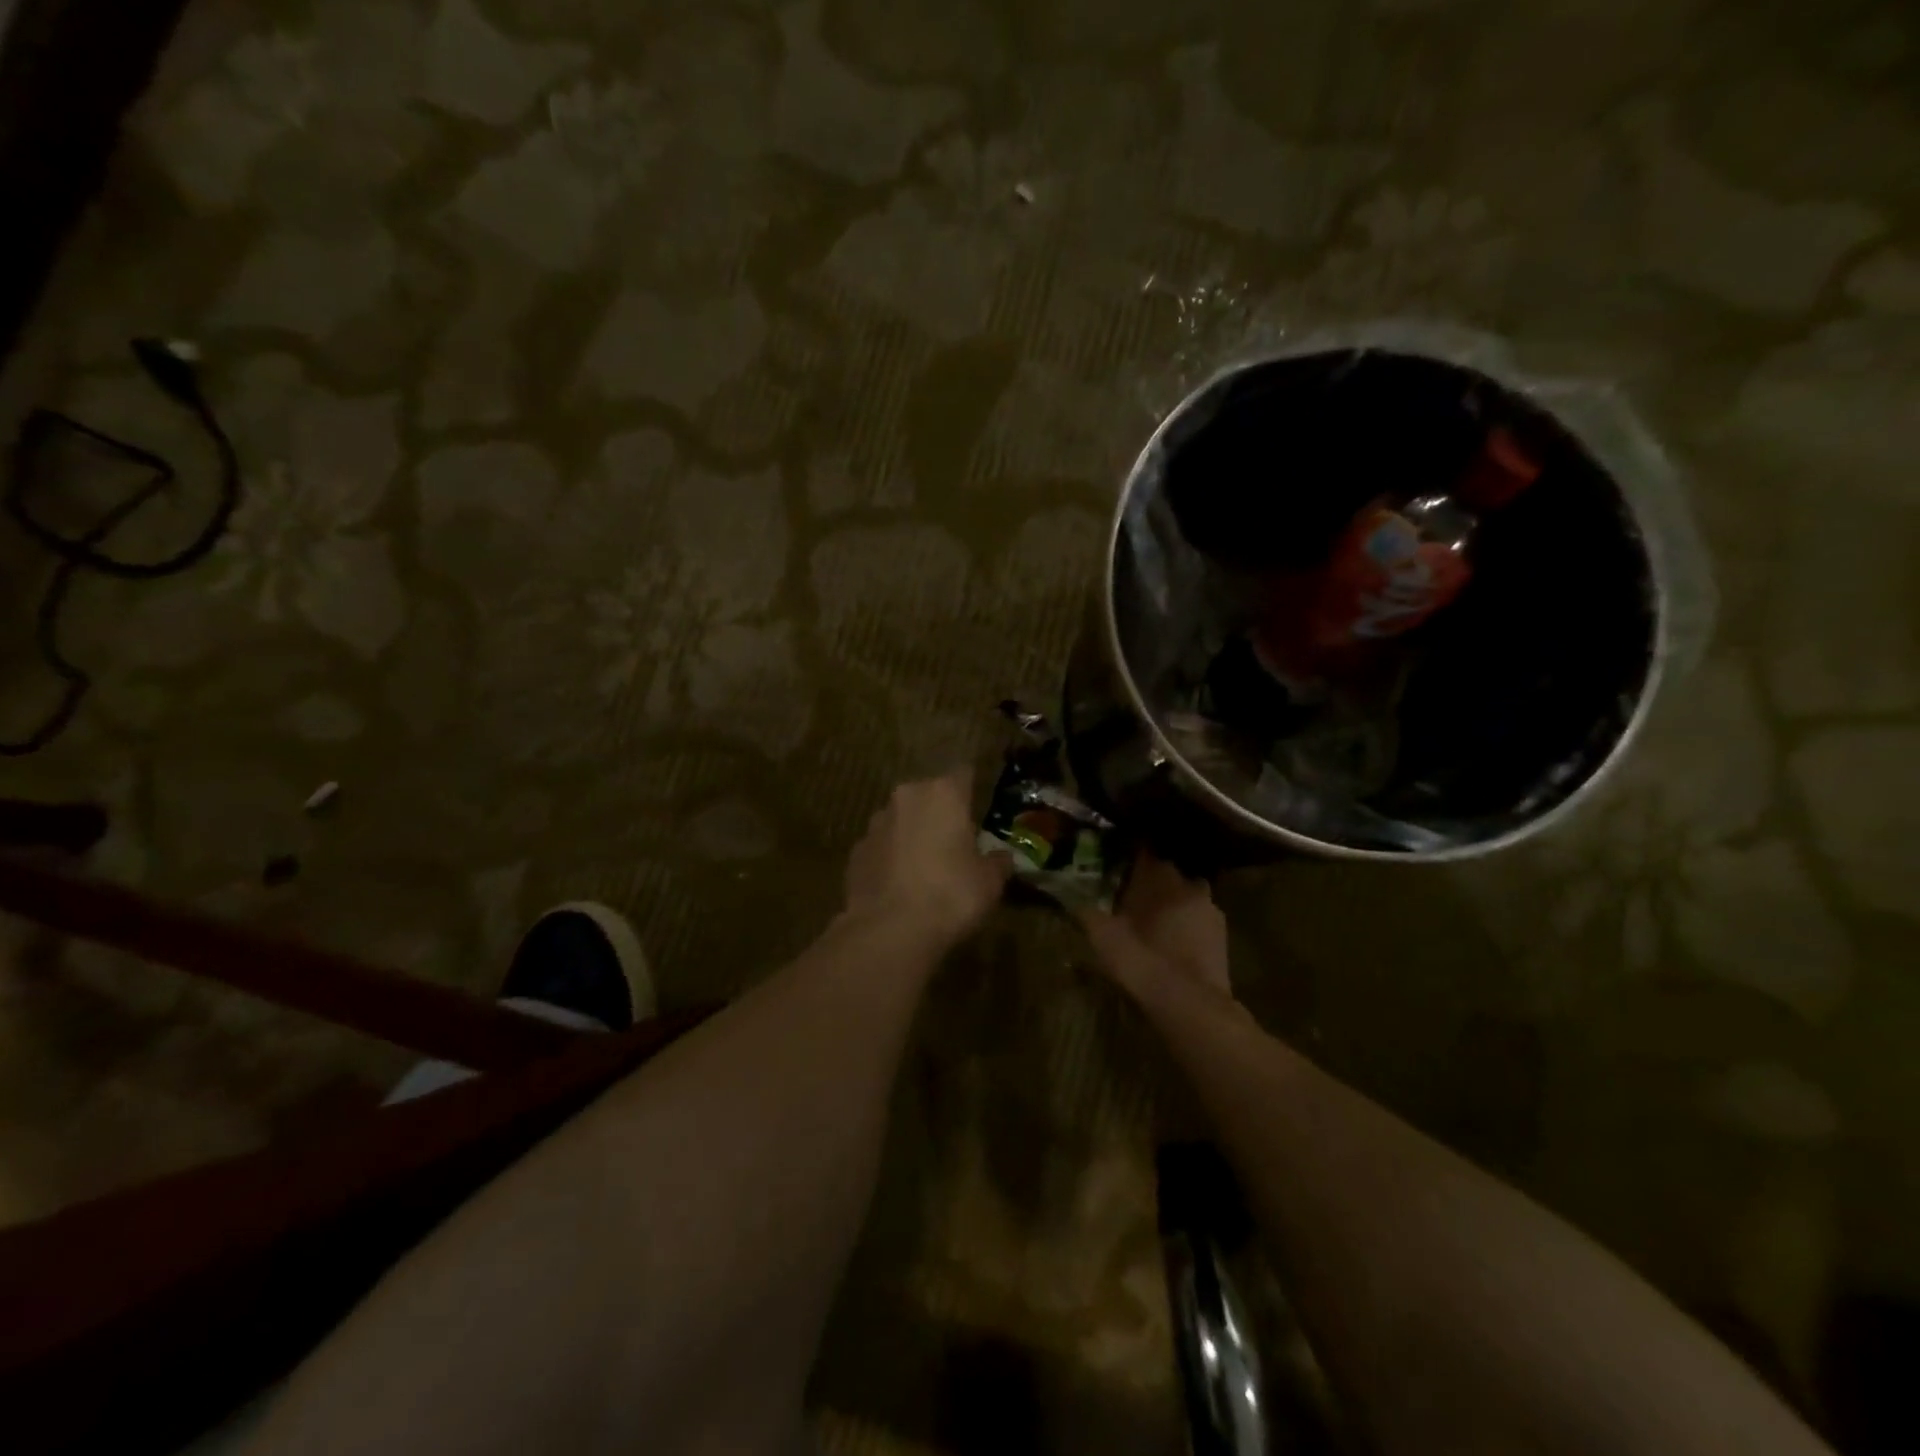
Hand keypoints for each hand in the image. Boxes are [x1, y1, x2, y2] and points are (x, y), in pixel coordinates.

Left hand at [845, 770, 1010, 945]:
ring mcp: (876, 823)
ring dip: (913, 833)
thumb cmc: (950, 895)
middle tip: (955, 841)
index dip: (972, 788)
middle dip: (940, 812)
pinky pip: (882, 846)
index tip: (980, 805)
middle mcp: (907, 797)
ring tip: (926, 866)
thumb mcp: (989, 882)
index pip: (963, 773)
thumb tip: (1001, 857)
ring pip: (902, 819)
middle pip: (929, 795)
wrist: (888, 930)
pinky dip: (892, 857)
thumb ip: (997, 862)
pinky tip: (901, 884)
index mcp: (944, 794)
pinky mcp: (856, 850)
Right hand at [1079, 849, 1233, 1000]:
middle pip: (1167, 873)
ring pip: (1186, 894)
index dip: (1128, 858)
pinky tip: (1174, 940)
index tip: (1116, 865)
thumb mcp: (1102, 936)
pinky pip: (1199, 917)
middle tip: (1132, 895)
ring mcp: (1209, 907)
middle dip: (1152, 882)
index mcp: (1157, 876)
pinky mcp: (1222, 932)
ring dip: (1172, 901)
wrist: (1188, 1001)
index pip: (1143, 853)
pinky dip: (1188, 923)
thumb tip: (1071, 897)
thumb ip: (1087, 912)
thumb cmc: (1141, 960)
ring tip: (1154, 919)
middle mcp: (1186, 883)